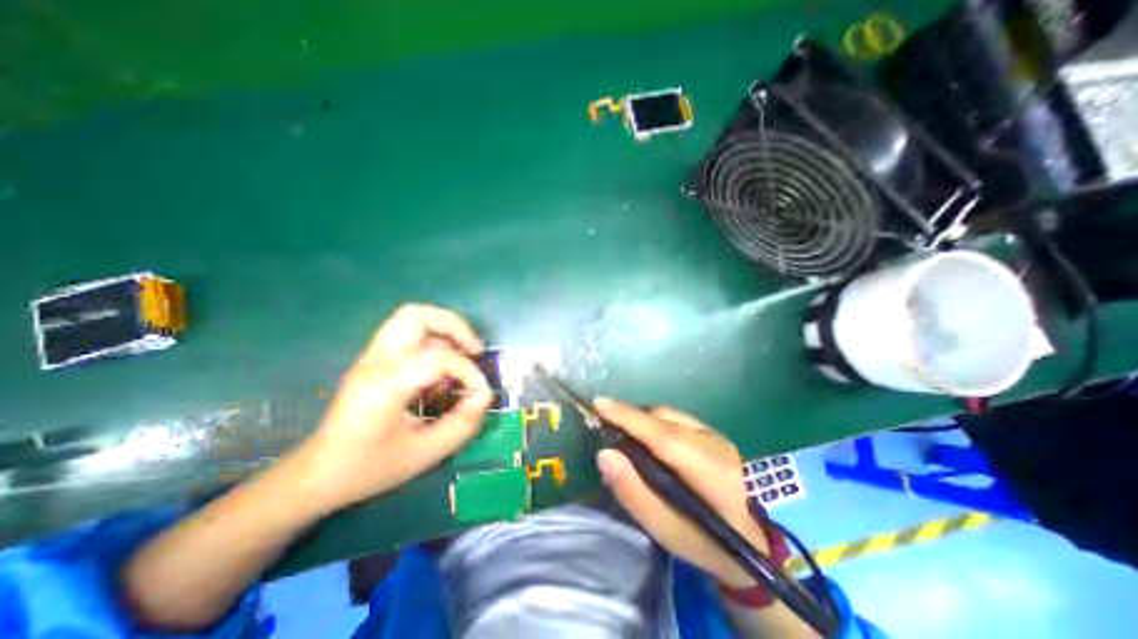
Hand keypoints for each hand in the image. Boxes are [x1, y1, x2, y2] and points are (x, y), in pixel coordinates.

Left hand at [289, 303, 489, 514]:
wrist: (317, 475)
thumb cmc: (369, 468)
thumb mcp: (424, 454)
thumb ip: (462, 424)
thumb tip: (484, 396)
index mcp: (385, 384)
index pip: (439, 357)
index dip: (469, 372)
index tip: (480, 394)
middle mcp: (376, 361)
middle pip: (417, 316)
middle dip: (455, 326)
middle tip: (474, 350)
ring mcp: (371, 358)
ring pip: (412, 318)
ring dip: (444, 330)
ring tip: (463, 353)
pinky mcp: (373, 361)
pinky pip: (409, 335)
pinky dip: (433, 341)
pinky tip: (442, 368)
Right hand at [593, 400, 767, 587]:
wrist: (753, 543)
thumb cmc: (705, 543)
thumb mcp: (665, 530)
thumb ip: (633, 491)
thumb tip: (604, 454)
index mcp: (710, 471)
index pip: (662, 435)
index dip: (629, 417)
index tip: (599, 404)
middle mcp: (715, 443)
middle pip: (664, 418)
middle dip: (630, 415)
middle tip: (604, 422)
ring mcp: (717, 435)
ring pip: (669, 414)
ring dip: (641, 417)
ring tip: (621, 429)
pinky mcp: (714, 433)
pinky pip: (675, 418)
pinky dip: (654, 421)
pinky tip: (645, 436)